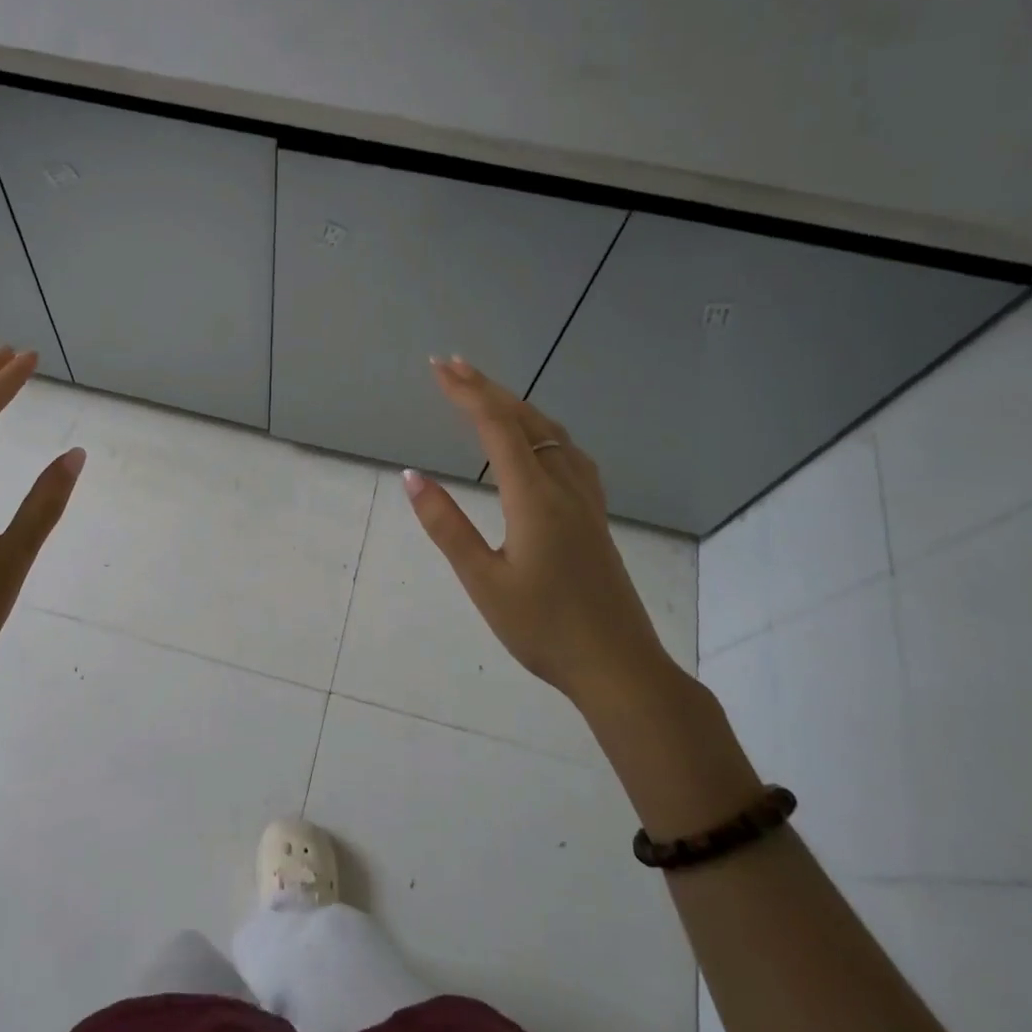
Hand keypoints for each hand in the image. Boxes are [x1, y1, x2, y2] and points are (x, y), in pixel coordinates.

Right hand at [404, 357, 673, 705]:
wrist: (618, 666)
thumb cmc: (543, 629)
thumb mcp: (483, 581)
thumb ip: (447, 526)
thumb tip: (412, 477)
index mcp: (534, 497)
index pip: (497, 428)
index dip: (466, 393)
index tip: (437, 368)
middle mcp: (564, 486)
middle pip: (526, 420)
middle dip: (487, 388)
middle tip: (452, 365)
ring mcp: (585, 500)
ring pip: (552, 432)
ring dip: (516, 405)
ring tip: (487, 393)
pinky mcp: (595, 516)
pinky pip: (569, 452)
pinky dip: (543, 429)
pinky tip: (539, 440)